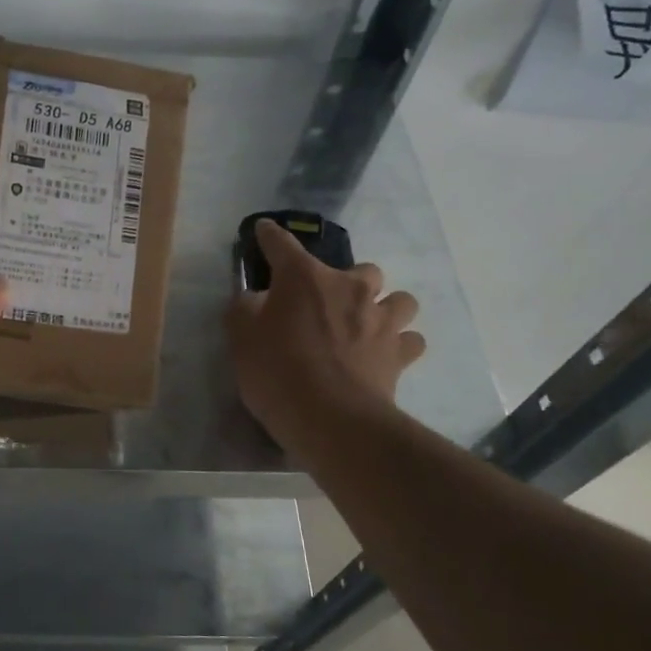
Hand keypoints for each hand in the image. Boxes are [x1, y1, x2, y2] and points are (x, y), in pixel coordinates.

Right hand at [225, 218, 425, 449]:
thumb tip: (256, 299)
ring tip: (368, 325)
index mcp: (304, 278)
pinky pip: (410, 340)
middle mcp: (349, 288)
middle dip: (348, 281)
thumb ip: (245, 310)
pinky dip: (399, 344)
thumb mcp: (240, 339)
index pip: (282, 245)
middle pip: (362, 269)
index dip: (270, 236)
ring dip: (385, 307)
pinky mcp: (400, 354)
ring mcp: (381, 320)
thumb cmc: (277, 372)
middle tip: (329, 304)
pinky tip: (384, 355)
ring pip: (399, 300)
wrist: (331, 419)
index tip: (264, 231)